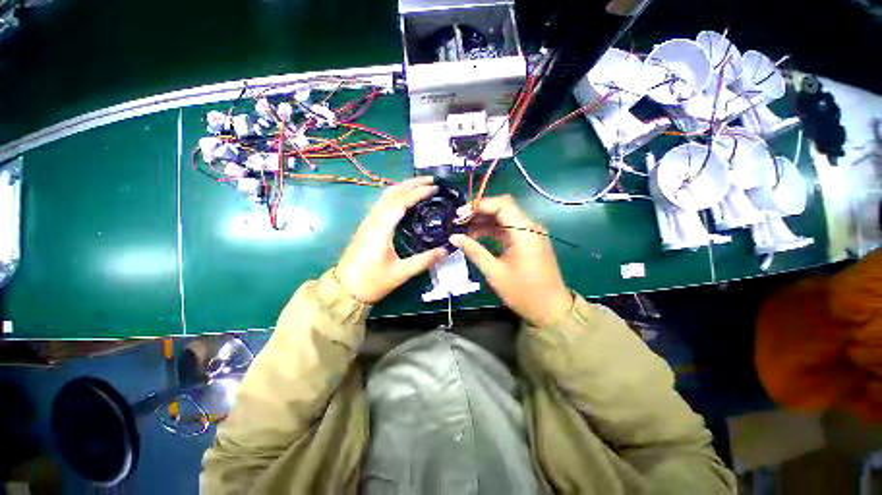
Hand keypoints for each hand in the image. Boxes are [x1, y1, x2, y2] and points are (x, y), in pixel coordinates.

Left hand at [336, 177, 446, 303]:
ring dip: (403, 187)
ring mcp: (368, 222)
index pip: (400, 202)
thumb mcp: (400, 273)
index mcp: (381, 229)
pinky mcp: (367, 226)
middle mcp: (373, 220)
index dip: (418, 192)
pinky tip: (406, 201)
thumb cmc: (372, 282)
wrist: (344, 290)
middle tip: (431, 181)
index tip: (435, 188)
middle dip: (411, 183)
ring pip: (385, 196)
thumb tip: (445, 250)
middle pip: (391, 192)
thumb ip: (424, 261)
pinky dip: (397, 196)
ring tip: (421, 186)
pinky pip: (382, 204)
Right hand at [450, 195, 572, 327]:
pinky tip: (477, 236)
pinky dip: (492, 230)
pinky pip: (508, 228)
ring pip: (504, 217)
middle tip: (458, 221)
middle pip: (503, 208)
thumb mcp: (494, 272)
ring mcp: (530, 233)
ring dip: (484, 221)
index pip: (501, 204)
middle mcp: (529, 226)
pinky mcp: (528, 241)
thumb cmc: (523, 292)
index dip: (479, 205)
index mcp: (524, 231)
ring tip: (464, 229)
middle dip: (479, 212)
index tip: (459, 214)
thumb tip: (453, 237)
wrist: (550, 309)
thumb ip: (474, 251)